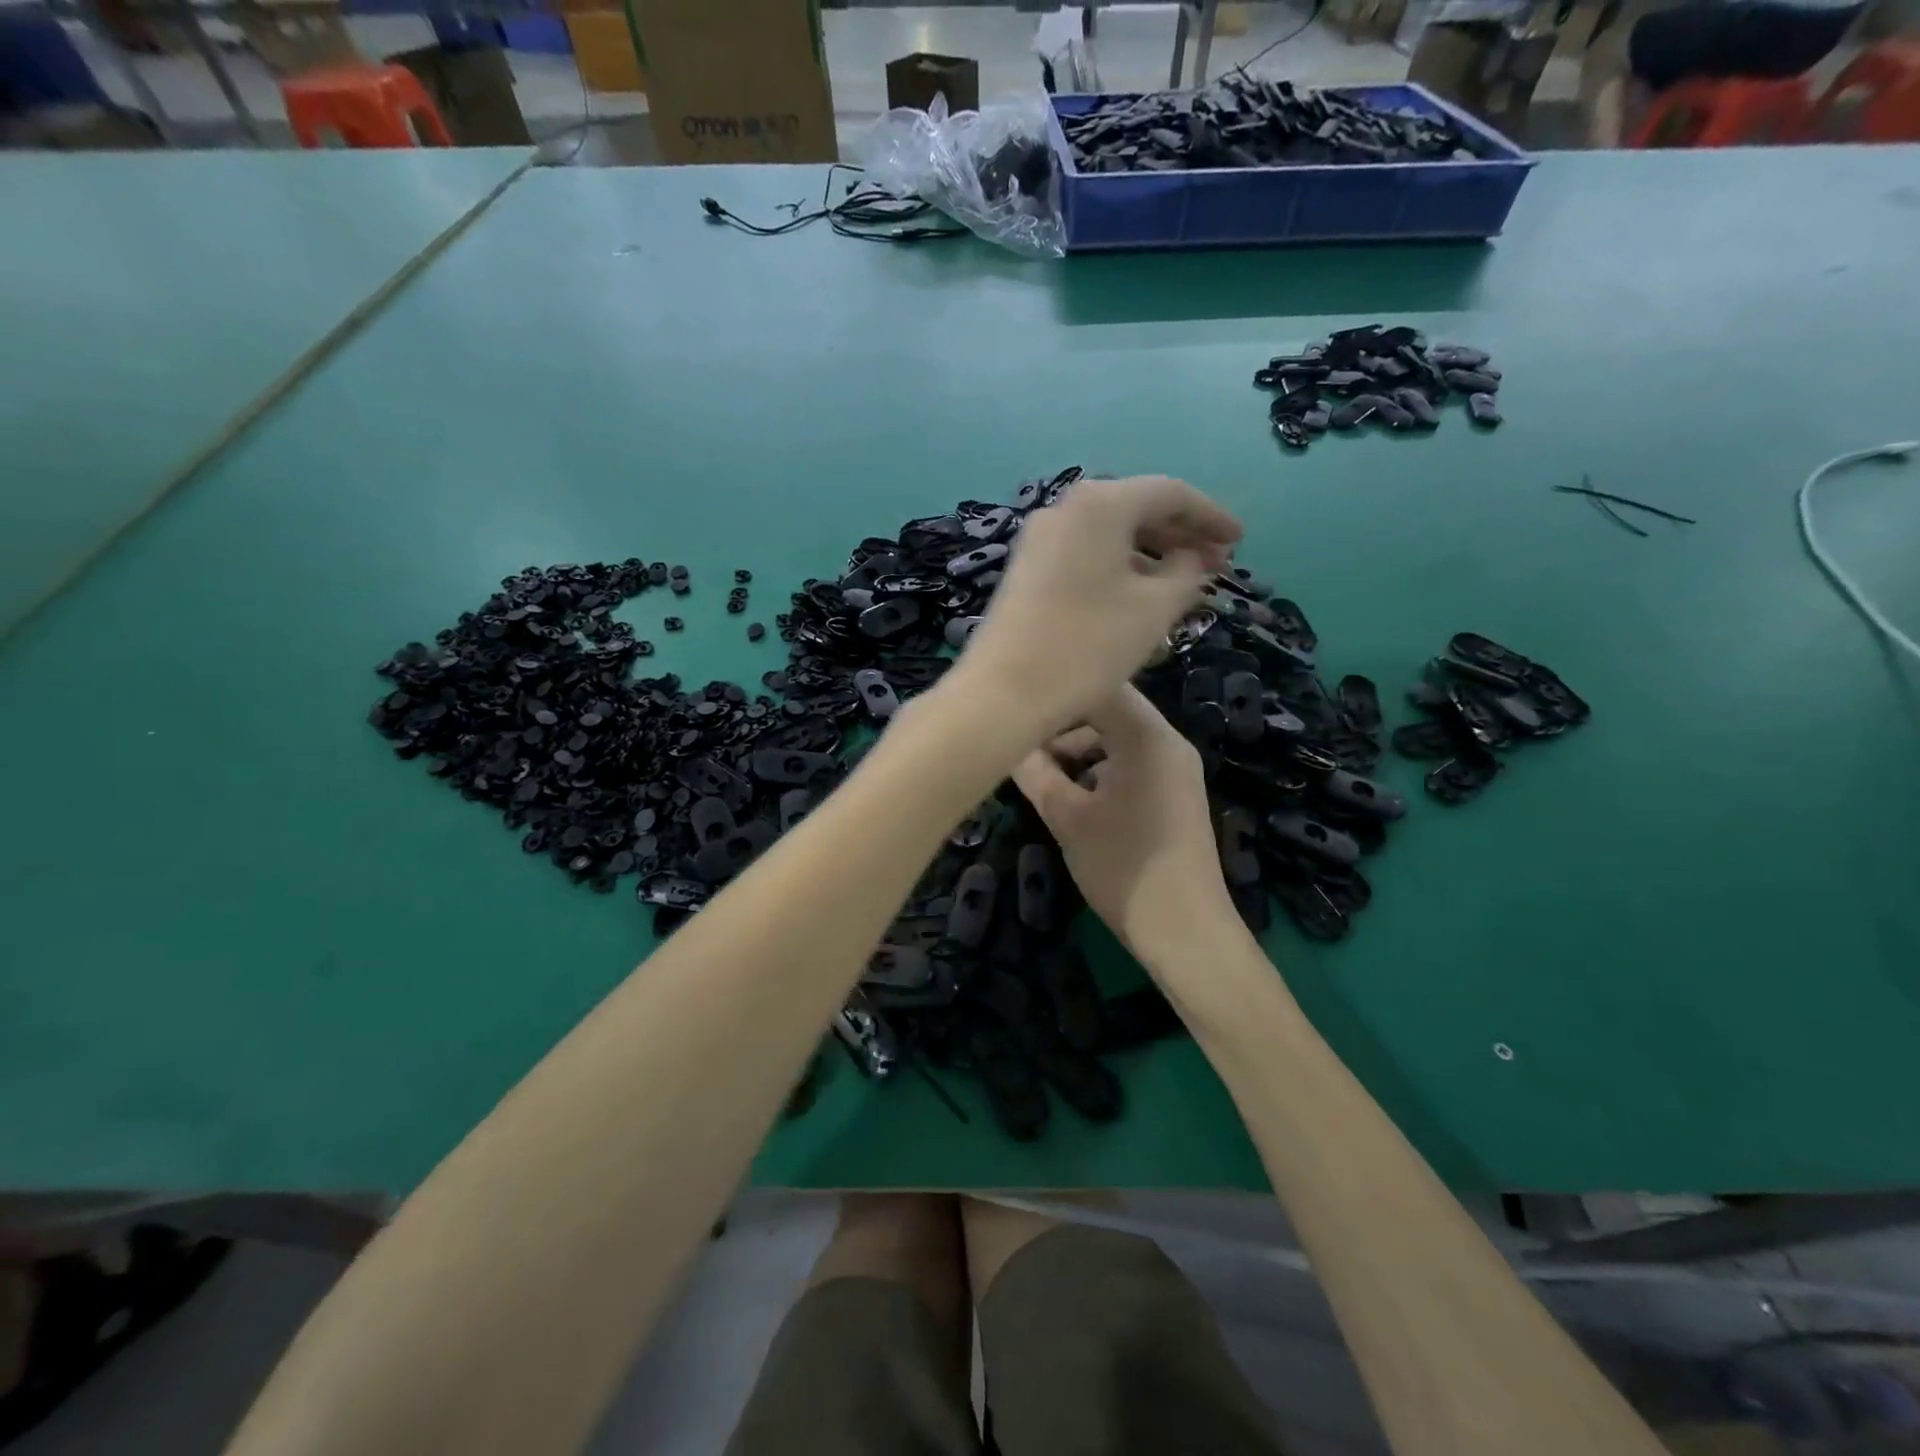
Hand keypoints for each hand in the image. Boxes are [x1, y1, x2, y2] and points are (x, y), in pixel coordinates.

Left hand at [959, 476, 1240, 737]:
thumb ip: (1188, 573)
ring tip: (1182, 586)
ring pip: (1109, 535)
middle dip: (1180, 535)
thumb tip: (1194, 556)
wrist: (1004, 692)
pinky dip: (1118, 569)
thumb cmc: (1088, 645)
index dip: (1211, 516)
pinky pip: (1084, 556)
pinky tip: (1137, 599)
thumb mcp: (1155, 609)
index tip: (1239, 542)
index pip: (1171, 493)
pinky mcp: (1026, 570)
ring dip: (1150, 555)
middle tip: (1216, 564)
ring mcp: (1039, 539)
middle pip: (1136, 509)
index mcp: (1100, 503)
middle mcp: (1065, 508)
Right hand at [1013, 686, 1233, 960]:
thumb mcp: (1067, 817)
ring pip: (1118, 739)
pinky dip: (1100, 769)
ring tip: (1044, 777)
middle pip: (1108, 711)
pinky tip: (1074, 797)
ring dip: (1079, 750)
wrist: (1184, 931)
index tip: (1016, 708)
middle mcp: (1168, 742)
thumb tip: (1008, 744)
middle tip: (1024, 750)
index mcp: (1147, 737)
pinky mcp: (1174, 794)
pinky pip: (1131, 763)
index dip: (1054, 693)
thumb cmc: (1121, 866)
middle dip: (1064, 726)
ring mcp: (1175, 769)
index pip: (1098, 687)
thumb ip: (1035, 772)